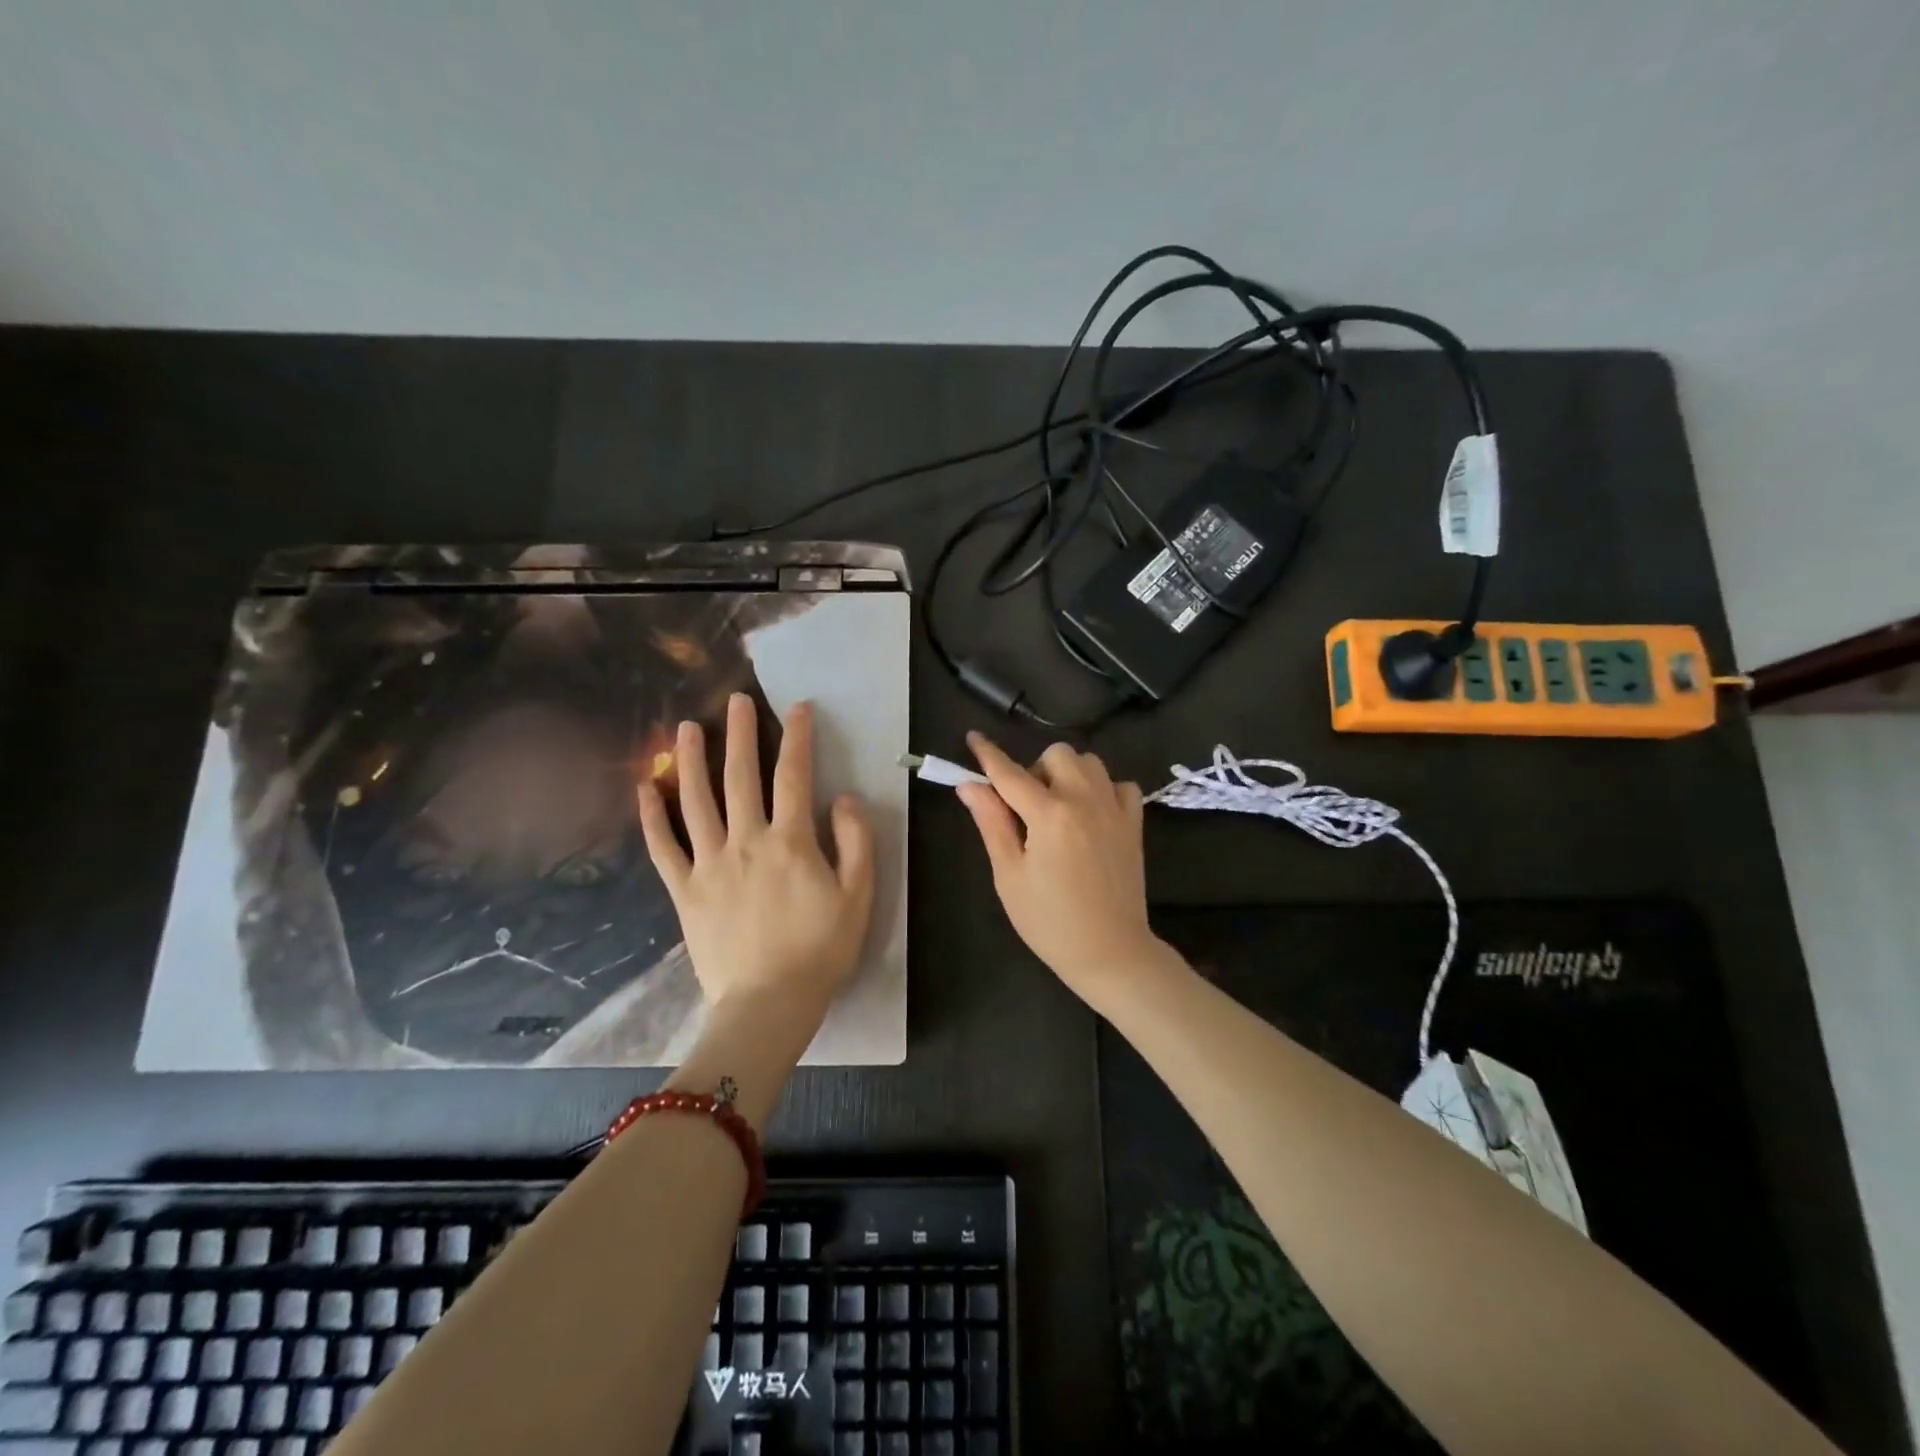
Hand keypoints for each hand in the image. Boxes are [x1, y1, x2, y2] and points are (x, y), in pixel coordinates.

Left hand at [638, 694, 875, 1018]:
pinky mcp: (685, 891)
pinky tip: (644, 790)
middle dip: (741, 734)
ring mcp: (709, 865)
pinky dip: (651, 817)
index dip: (798, 738)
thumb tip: (843, 798)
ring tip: (686, 728)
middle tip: (736, 701)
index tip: (798, 708)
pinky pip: (663, 848)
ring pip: (696, 802)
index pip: (794, 776)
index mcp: (791, 841)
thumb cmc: (821, 950)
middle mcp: (746, 841)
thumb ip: (856, 842)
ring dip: (691, 761)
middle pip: (740, 777)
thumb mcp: (859, 896)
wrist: (769, 1004)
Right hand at [957, 732, 1168, 1008]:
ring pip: (1089, 762)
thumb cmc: (1049, 921)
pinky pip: (1120, 784)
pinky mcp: (1134, 823)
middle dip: (1034, 770)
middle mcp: (1084, 800)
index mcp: (1049, 815)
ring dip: (1068, 774)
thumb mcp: (1009, 875)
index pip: (1009, 773)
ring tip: (1058, 809)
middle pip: (1056, 754)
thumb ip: (991, 823)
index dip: (987, 754)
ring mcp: (1114, 809)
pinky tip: (1091, 814)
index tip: (973, 738)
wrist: (1110, 952)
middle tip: (1026, 807)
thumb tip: (969, 785)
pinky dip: (1103, 789)